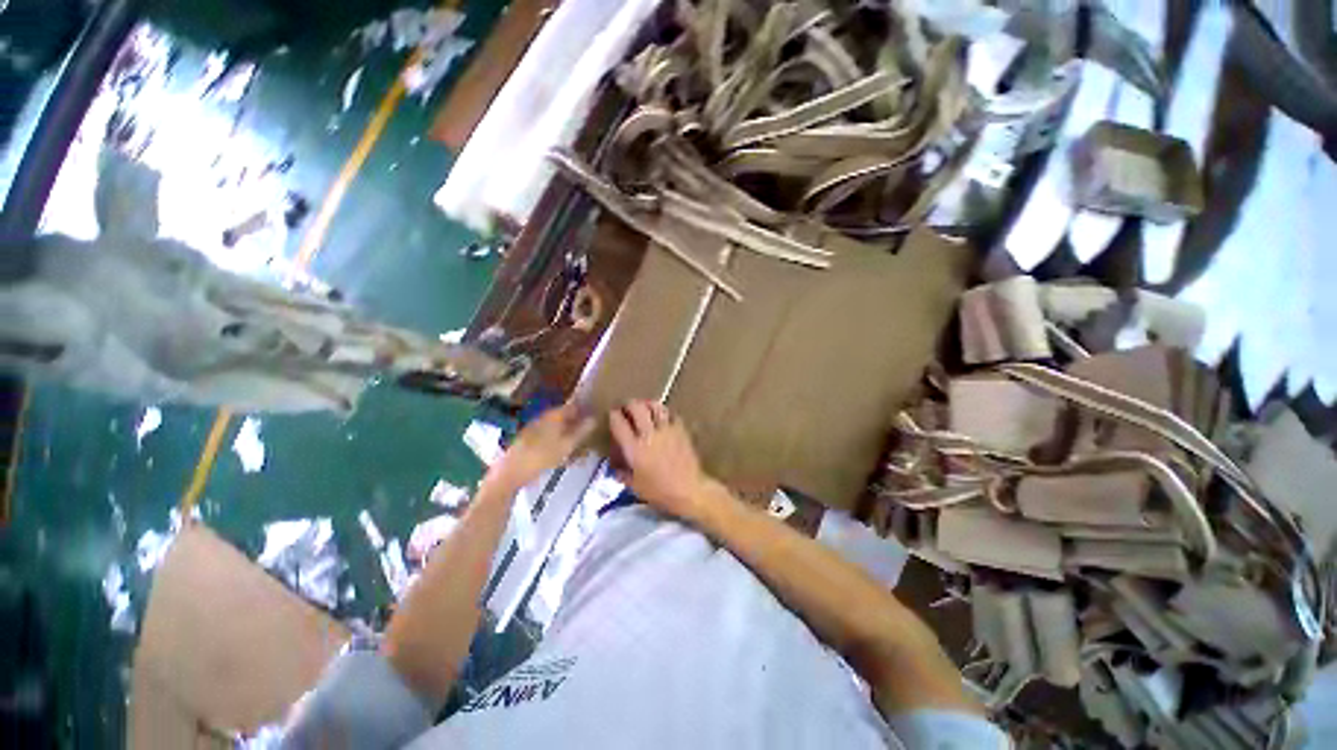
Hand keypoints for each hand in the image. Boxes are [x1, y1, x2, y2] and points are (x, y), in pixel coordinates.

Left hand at [490, 402, 595, 489]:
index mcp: (553, 415)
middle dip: (577, 423)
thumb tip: (595, 418)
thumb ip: (582, 431)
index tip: (596, 417)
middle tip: (590, 433)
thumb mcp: (567, 445)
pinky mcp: (528, 441)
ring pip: (557, 428)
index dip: (585, 410)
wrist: (510, 473)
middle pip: (564, 417)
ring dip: (568, 434)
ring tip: (580, 446)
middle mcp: (543, 418)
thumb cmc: (541, 456)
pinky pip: (549, 438)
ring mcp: (534, 429)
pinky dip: (558, 442)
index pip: (573, 406)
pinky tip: (563, 455)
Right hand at [609, 400, 716, 521]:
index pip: (619, 424)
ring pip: (655, 407)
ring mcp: (666, 430)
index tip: (613, 414)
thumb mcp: (635, 487)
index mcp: (634, 448)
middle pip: (637, 408)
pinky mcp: (680, 430)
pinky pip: (671, 415)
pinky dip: (665, 413)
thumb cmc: (660, 491)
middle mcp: (648, 434)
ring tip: (645, 406)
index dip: (614, 415)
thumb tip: (615, 468)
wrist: (689, 489)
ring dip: (648, 404)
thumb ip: (623, 475)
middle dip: (630, 404)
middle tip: (627, 407)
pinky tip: (663, 417)